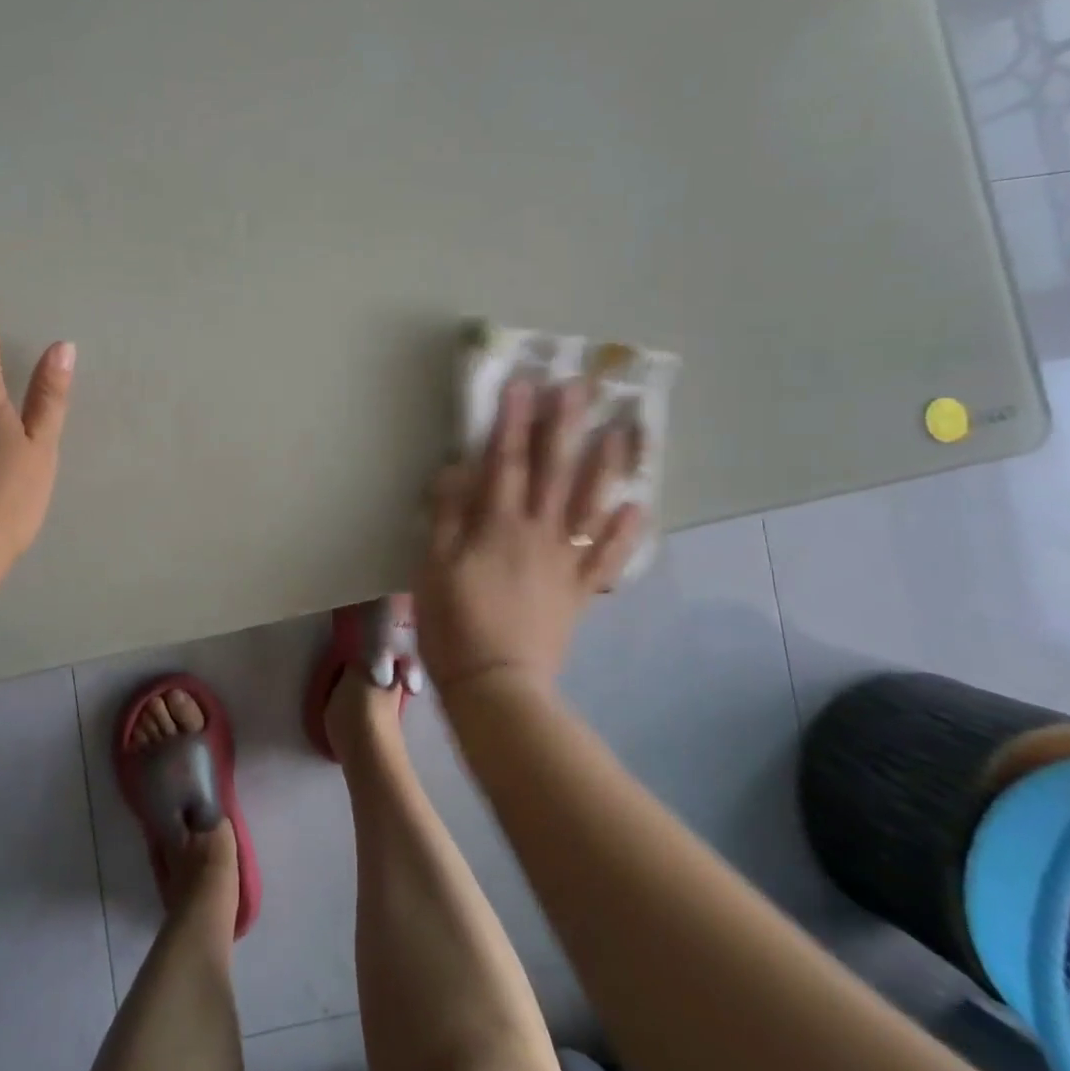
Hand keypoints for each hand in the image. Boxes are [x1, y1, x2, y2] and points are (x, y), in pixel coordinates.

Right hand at [414, 379, 641, 692]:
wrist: (496, 685)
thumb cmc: (453, 624)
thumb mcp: (432, 567)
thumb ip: (446, 516)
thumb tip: (455, 470)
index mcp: (497, 526)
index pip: (505, 462)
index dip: (511, 422)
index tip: (522, 385)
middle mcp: (537, 534)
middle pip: (554, 472)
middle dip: (564, 427)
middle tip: (579, 389)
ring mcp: (564, 562)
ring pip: (589, 506)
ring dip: (605, 467)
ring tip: (620, 432)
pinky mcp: (579, 590)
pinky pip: (606, 557)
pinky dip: (624, 532)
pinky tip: (636, 508)